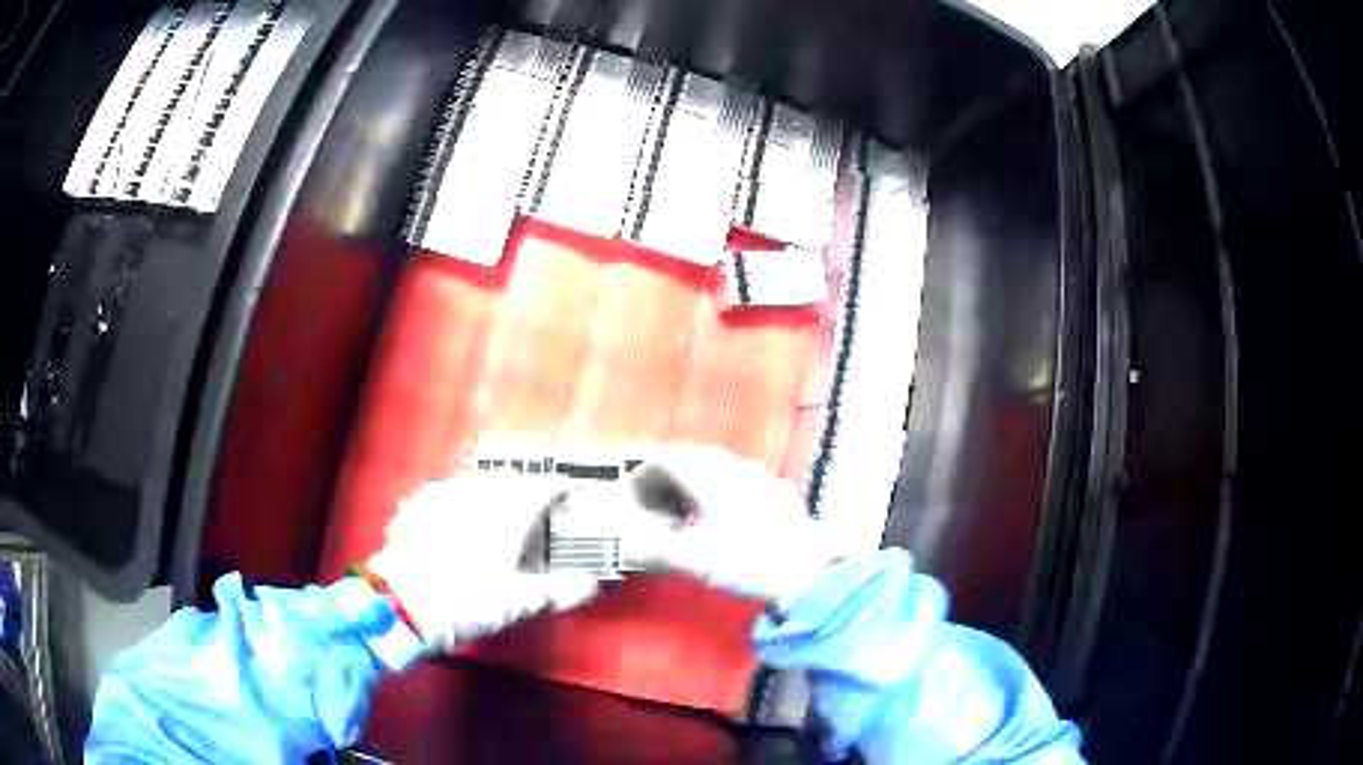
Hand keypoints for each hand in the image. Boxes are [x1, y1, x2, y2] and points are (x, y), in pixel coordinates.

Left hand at [367, 473, 599, 651]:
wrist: (404, 603)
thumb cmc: (466, 602)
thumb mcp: (518, 602)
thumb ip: (557, 591)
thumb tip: (588, 586)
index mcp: (507, 515)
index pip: (541, 488)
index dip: (558, 488)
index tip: (567, 493)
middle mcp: (476, 497)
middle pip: (508, 480)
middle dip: (525, 488)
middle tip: (535, 503)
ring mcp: (443, 499)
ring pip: (474, 482)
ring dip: (490, 490)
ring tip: (496, 507)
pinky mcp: (416, 508)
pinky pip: (441, 493)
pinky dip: (454, 500)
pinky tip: (451, 514)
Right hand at [619, 446, 844, 612]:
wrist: (808, 571)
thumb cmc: (746, 560)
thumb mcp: (692, 559)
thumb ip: (654, 550)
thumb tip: (628, 549)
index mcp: (708, 473)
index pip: (664, 460)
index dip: (640, 480)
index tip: (630, 504)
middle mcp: (732, 465)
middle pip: (688, 461)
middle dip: (664, 485)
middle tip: (653, 515)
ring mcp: (758, 476)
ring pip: (713, 471)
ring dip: (690, 491)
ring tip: (682, 523)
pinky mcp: (777, 493)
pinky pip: (736, 483)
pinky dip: (715, 497)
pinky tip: (720, 526)